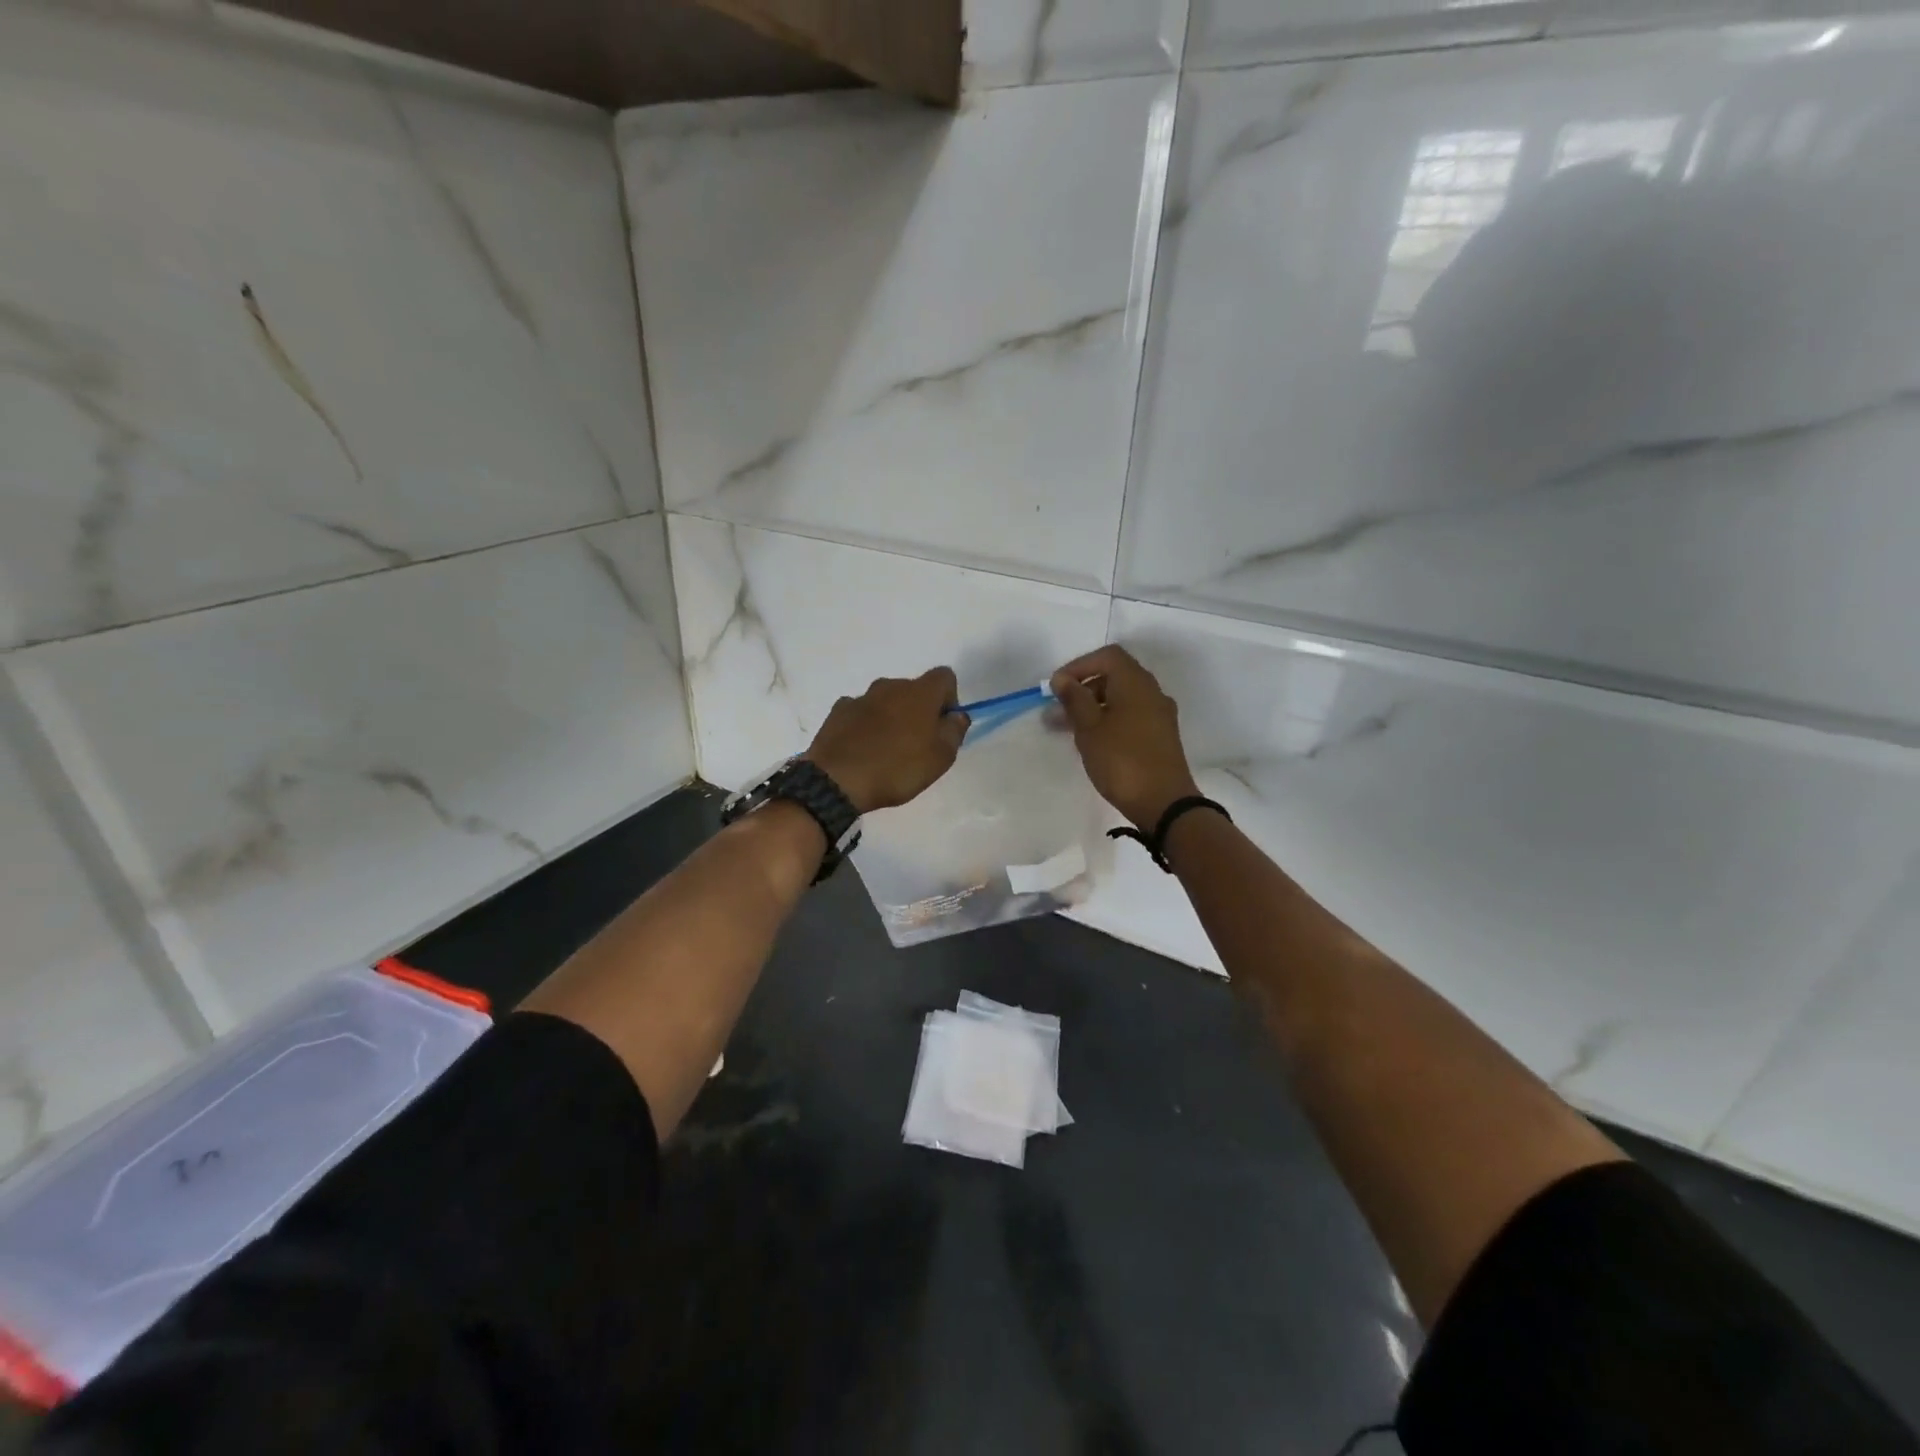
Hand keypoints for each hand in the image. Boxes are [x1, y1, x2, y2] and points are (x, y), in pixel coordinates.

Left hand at [805, 667, 968, 813]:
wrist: (837, 780)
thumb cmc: (897, 768)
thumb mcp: (941, 757)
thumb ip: (954, 731)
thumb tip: (956, 715)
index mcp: (920, 693)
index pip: (944, 677)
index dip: (949, 699)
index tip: (943, 725)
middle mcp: (890, 686)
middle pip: (914, 689)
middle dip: (919, 710)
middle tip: (916, 744)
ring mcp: (861, 697)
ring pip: (886, 700)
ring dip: (891, 717)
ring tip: (886, 750)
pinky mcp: (838, 711)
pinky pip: (861, 712)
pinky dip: (866, 724)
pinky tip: (862, 749)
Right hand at [1050, 645, 1200, 829]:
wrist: (1164, 803)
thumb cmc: (1122, 760)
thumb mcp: (1089, 728)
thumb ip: (1074, 699)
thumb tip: (1062, 679)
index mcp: (1135, 682)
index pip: (1107, 656)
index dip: (1079, 666)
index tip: (1057, 687)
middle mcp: (1151, 691)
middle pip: (1114, 676)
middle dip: (1083, 689)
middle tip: (1057, 712)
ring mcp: (1159, 714)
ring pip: (1121, 699)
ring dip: (1093, 707)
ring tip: (1068, 730)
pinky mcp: (1160, 736)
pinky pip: (1130, 716)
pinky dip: (1109, 720)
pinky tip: (1092, 742)